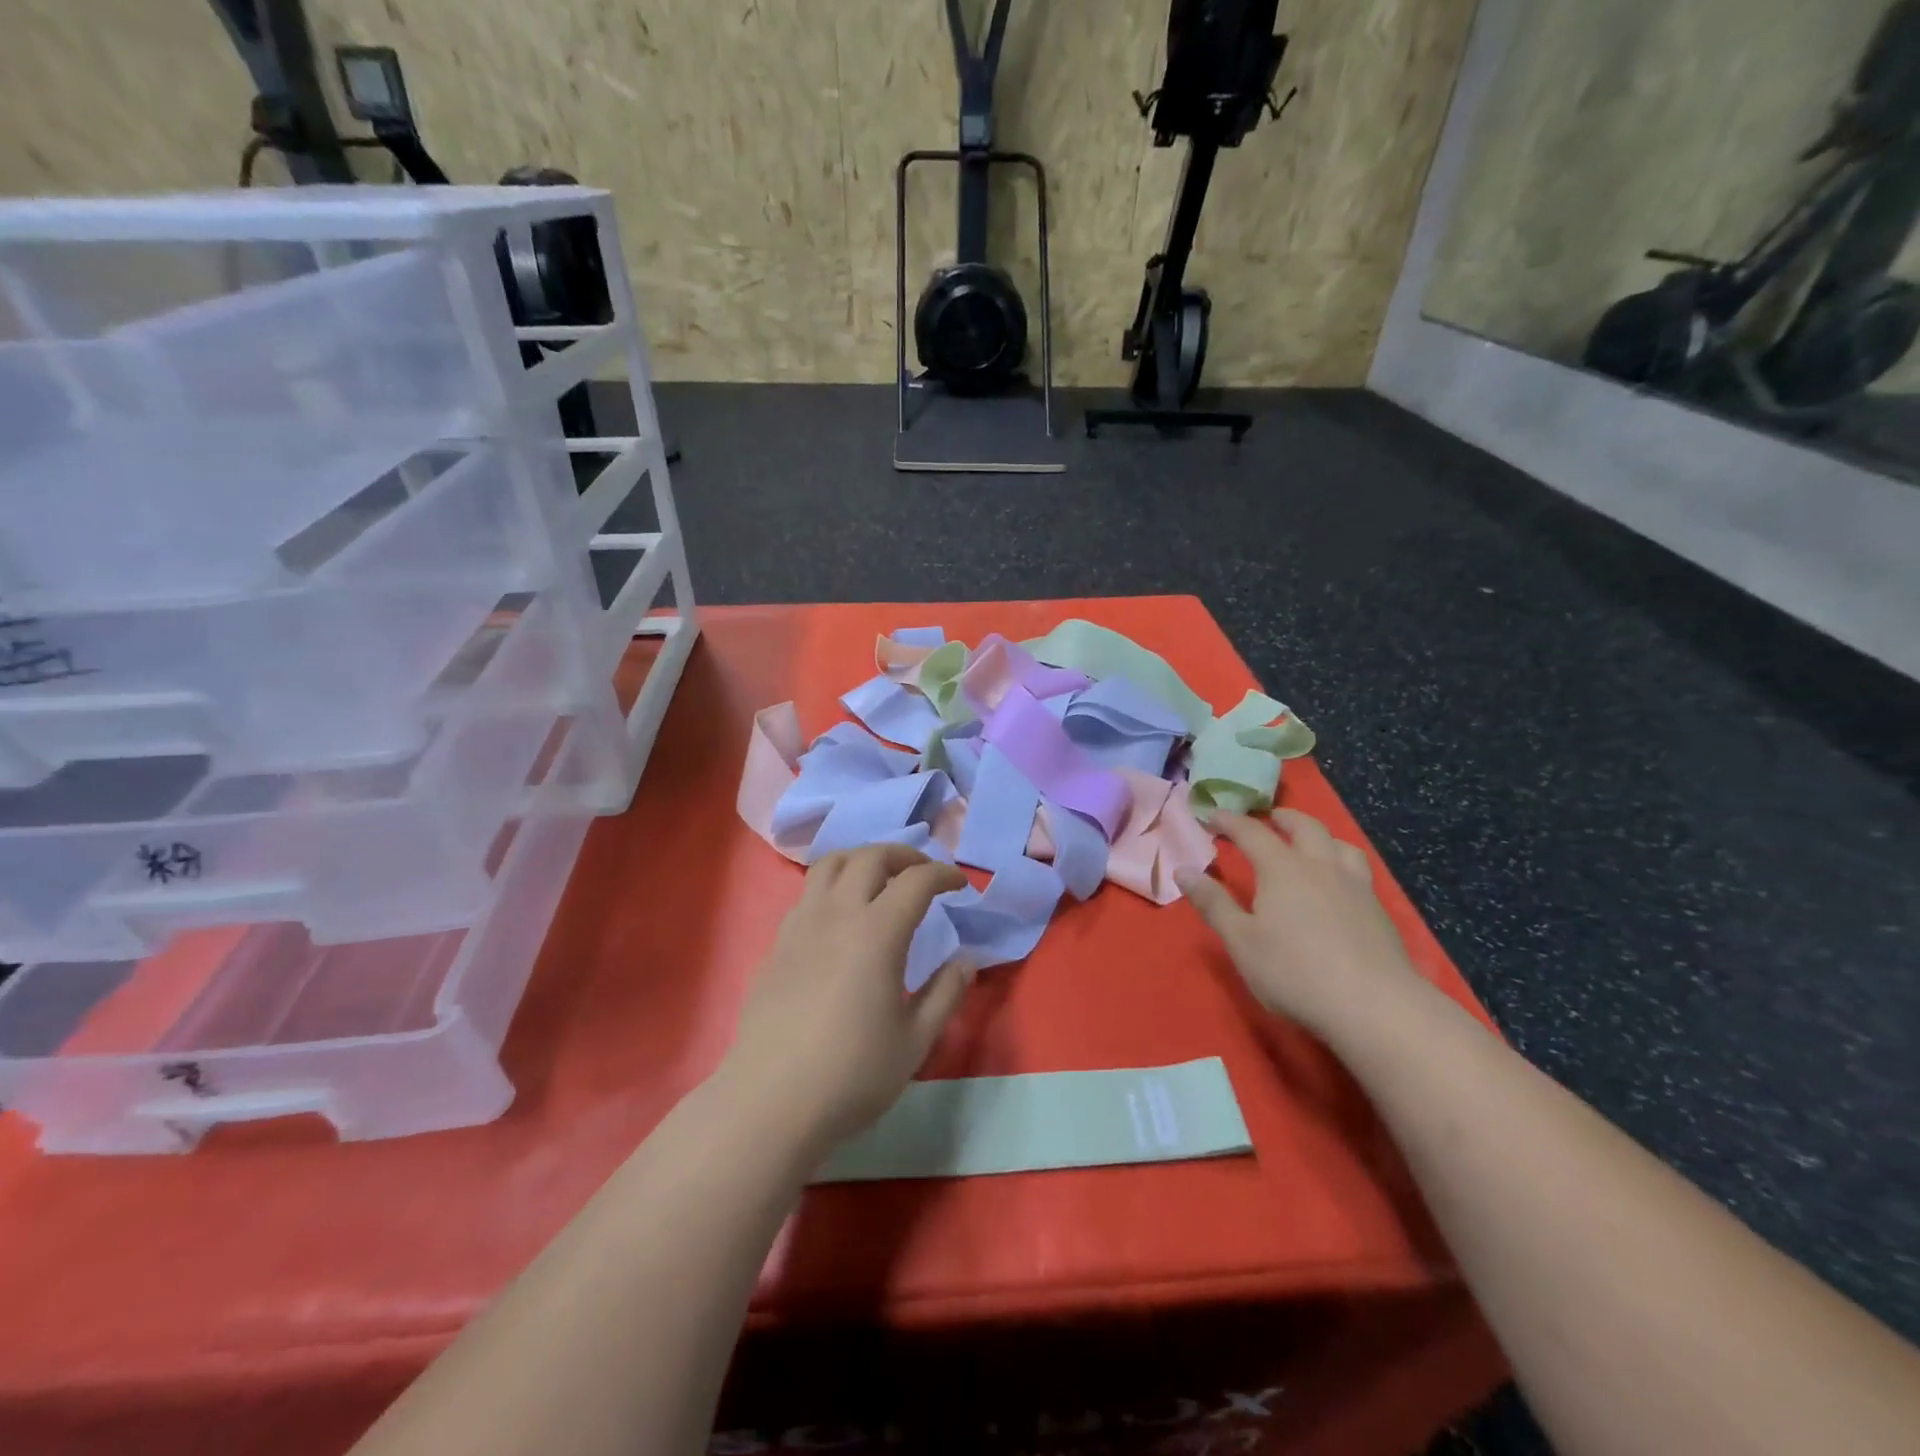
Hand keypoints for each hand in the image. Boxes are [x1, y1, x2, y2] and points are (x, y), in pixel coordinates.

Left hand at [723, 844, 974, 1156]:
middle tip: (923, 873)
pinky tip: (841, 915)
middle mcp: (838, 914)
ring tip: (879, 879)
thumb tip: (966, 960)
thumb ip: (946, 993)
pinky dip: (833, 884)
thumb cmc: (852, 1073)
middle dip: (904, 855)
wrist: (771, 1101)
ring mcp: (801, 924)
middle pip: (871, 856)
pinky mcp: (778, 943)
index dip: (943, 874)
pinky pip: (808, 892)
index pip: (916, 880)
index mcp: (878, 932)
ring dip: (862, 859)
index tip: (960, 884)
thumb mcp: (915, 1040)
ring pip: (831, 863)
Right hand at [1177, 809, 1420, 1036]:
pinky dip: (1341, 861)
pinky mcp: (1378, 910)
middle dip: (1282, 818)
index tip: (1212, 815)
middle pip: (1304, 827)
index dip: (1230, 821)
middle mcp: (1320, 866)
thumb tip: (1183, 870)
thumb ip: (1213, 903)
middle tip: (1268, 819)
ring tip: (1308, 843)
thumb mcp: (1241, 941)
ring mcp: (1355, 886)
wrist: (1374, 1006)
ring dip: (1318, 835)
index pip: (1251, 832)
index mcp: (1282, 869)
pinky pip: (1358, 869)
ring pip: (1339, 843)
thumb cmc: (1294, 972)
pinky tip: (1338, 884)